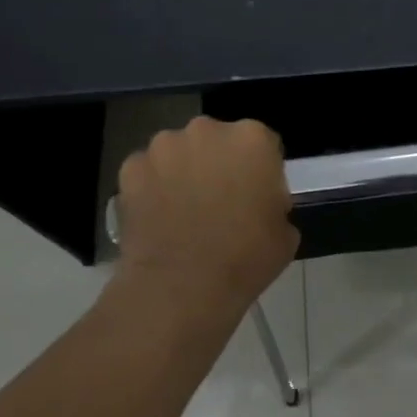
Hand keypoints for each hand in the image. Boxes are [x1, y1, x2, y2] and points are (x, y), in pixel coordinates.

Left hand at [113, 117, 297, 314]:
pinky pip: (148, 173)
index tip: (258, 196)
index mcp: (252, 139)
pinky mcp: (131, 168)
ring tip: (184, 212)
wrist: (182, 286)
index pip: (264, 144)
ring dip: (184, 172)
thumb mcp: (286, 233)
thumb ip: (275, 204)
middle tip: (220, 202)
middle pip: (217, 141)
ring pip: (179, 153)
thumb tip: (259, 204)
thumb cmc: (246, 259)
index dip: (262, 171)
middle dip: (220, 164)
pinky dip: (152, 188)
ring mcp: (164, 146)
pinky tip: (158, 218)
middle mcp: (207, 130)